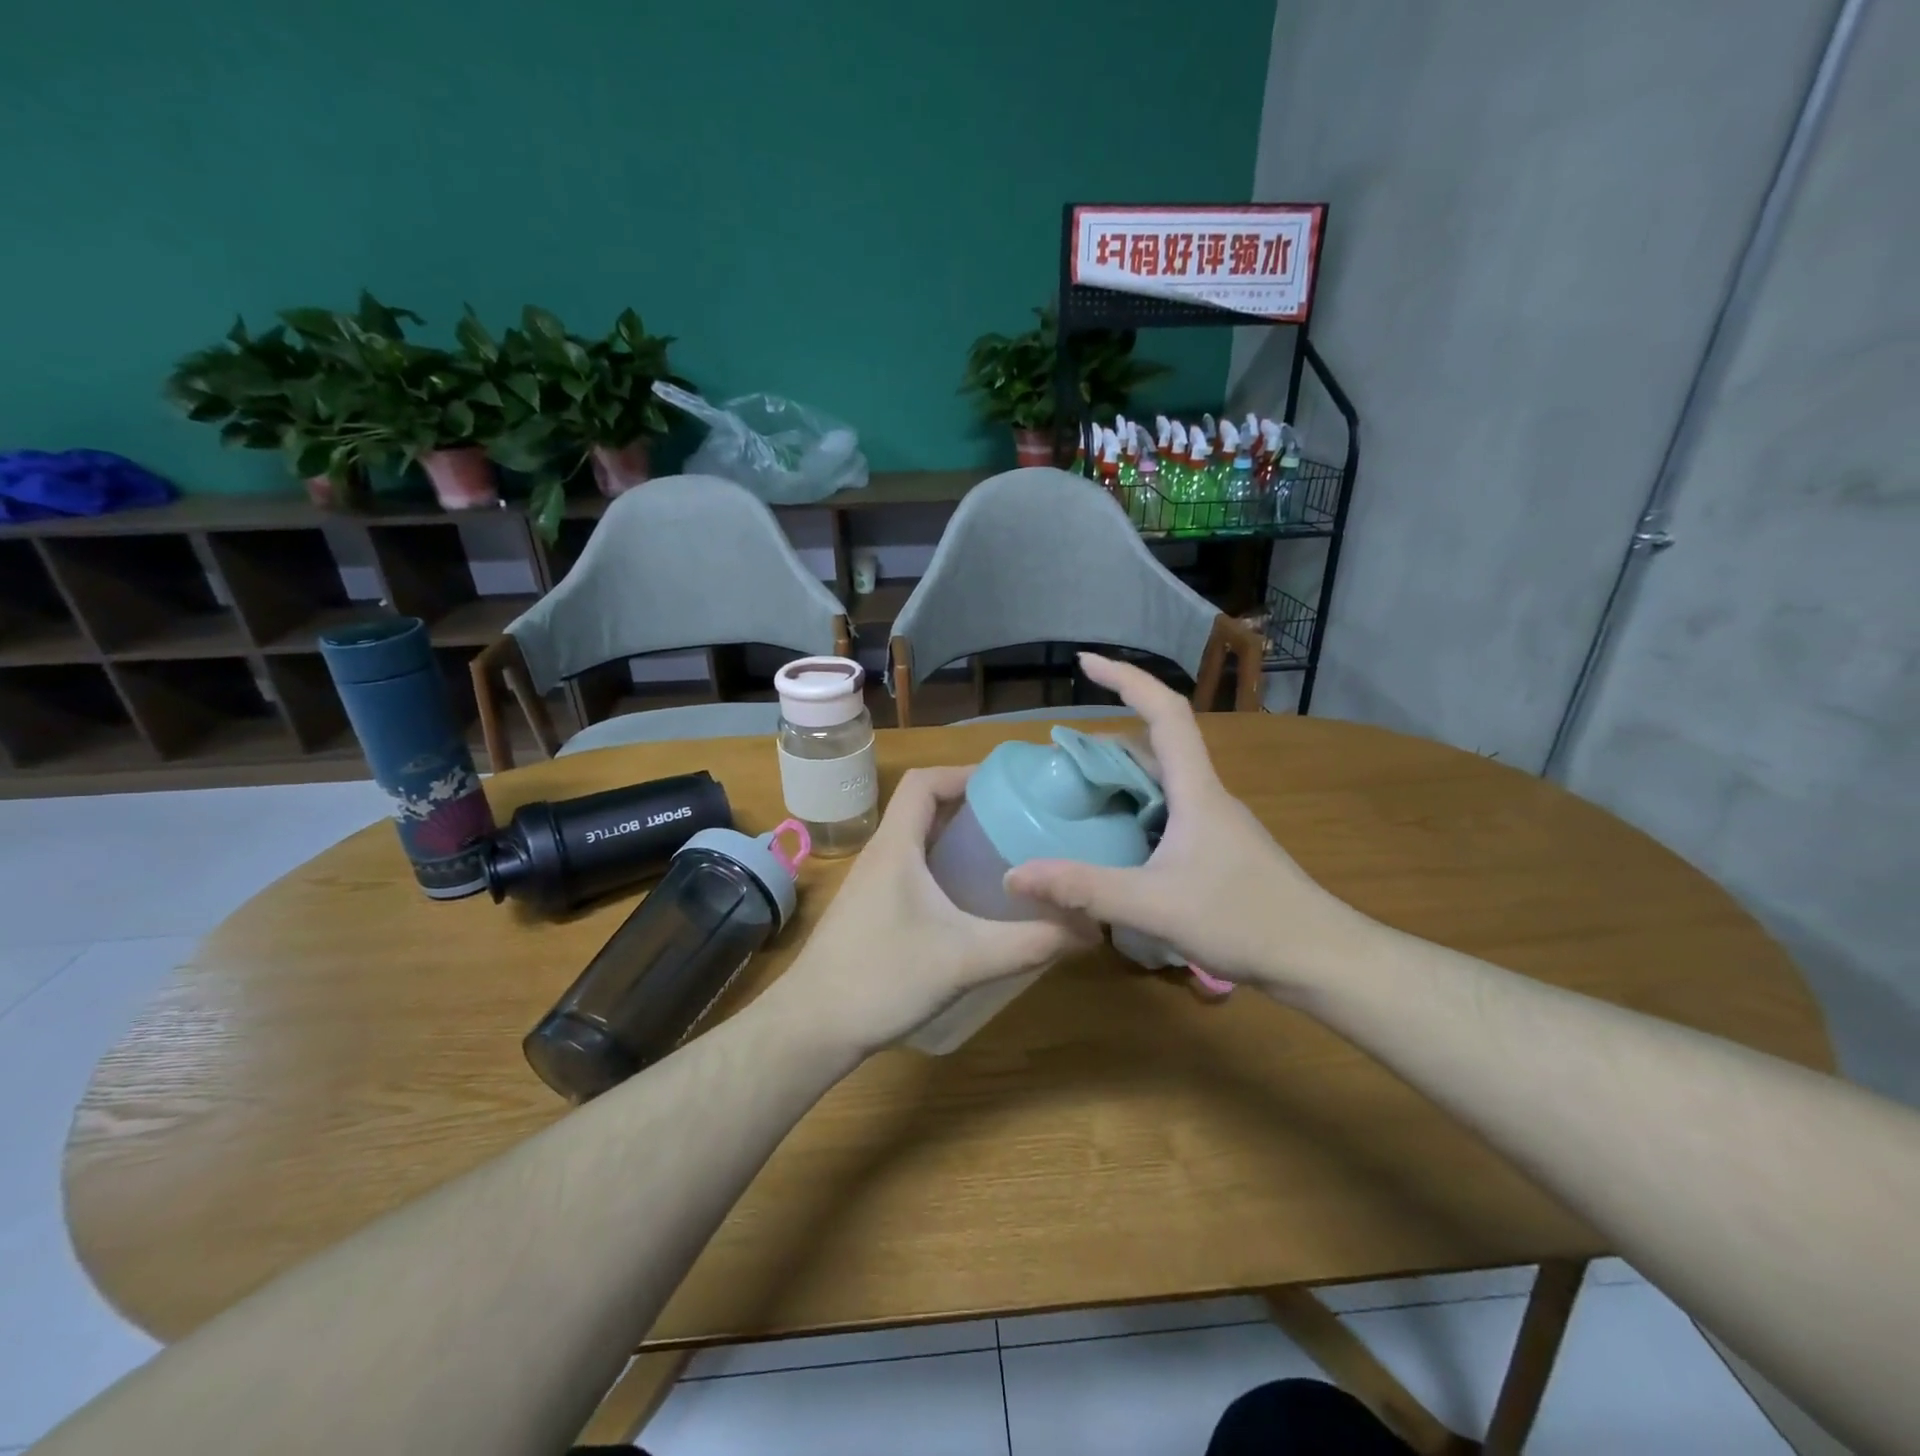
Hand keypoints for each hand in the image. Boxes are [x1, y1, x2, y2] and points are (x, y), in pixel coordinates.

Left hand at [775, 766, 1096, 1053]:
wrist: (812, 1028)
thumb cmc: (882, 978)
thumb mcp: (966, 959)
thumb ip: (1031, 943)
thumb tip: (1091, 929)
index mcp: (896, 846)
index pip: (924, 782)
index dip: (964, 773)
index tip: (1008, 786)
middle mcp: (881, 855)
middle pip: (923, 807)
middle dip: (970, 806)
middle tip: (1019, 820)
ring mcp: (871, 884)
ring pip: (917, 841)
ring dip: (956, 839)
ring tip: (1004, 855)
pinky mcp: (870, 910)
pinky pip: (911, 870)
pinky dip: (942, 869)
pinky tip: (970, 901)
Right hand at [1005, 653, 1362, 995]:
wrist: (1321, 959)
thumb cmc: (1245, 920)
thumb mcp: (1154, 905)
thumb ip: (1083, 889)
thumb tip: (1014, 874)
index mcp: (1196, 790)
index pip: (1164, 712)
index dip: (1126, 678)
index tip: (1086, 662)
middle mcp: (1207, 795)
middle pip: (1158, 743)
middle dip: (1108, 738)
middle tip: (1061, 759)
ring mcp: (1216, 823)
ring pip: (1164, 781)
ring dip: (1122, 776)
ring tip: (1079, 794)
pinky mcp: (1218, 849)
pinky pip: (1169, 811)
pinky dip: (1136, 809)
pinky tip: (1116, 841)